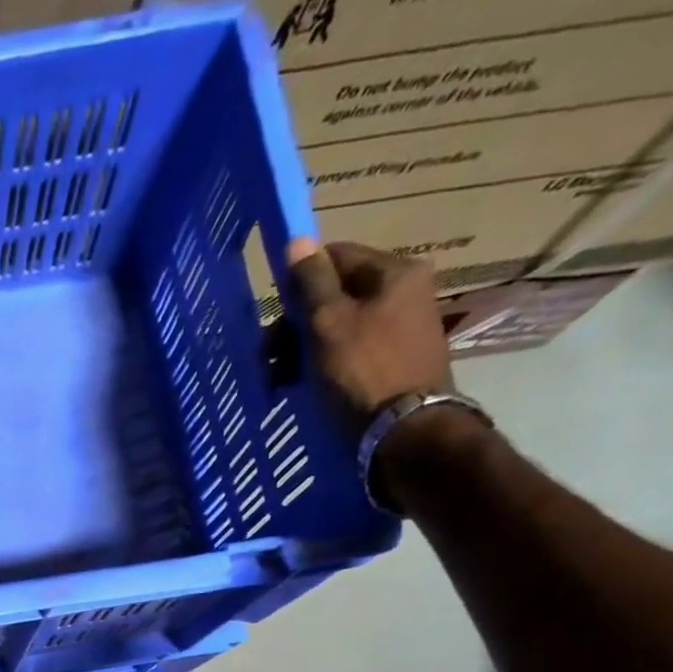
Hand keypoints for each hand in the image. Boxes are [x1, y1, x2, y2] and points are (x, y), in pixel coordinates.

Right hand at [286, 239, 452, 429]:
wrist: (404, 432)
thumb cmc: (362, 372)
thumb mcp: (328, 324)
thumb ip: (311, 282)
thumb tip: (297, 239)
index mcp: (394, 272)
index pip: (336, 257)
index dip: (298, 283)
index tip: (275, 317)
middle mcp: (405, 292)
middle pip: (335, 295)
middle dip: (295, 326)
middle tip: (267, 359)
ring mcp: (402, 329)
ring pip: (338, 327)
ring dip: (302, 350)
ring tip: (278, 380)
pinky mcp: (395, 362)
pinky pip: (349, 352)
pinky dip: (322, 366)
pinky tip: (303, 387)